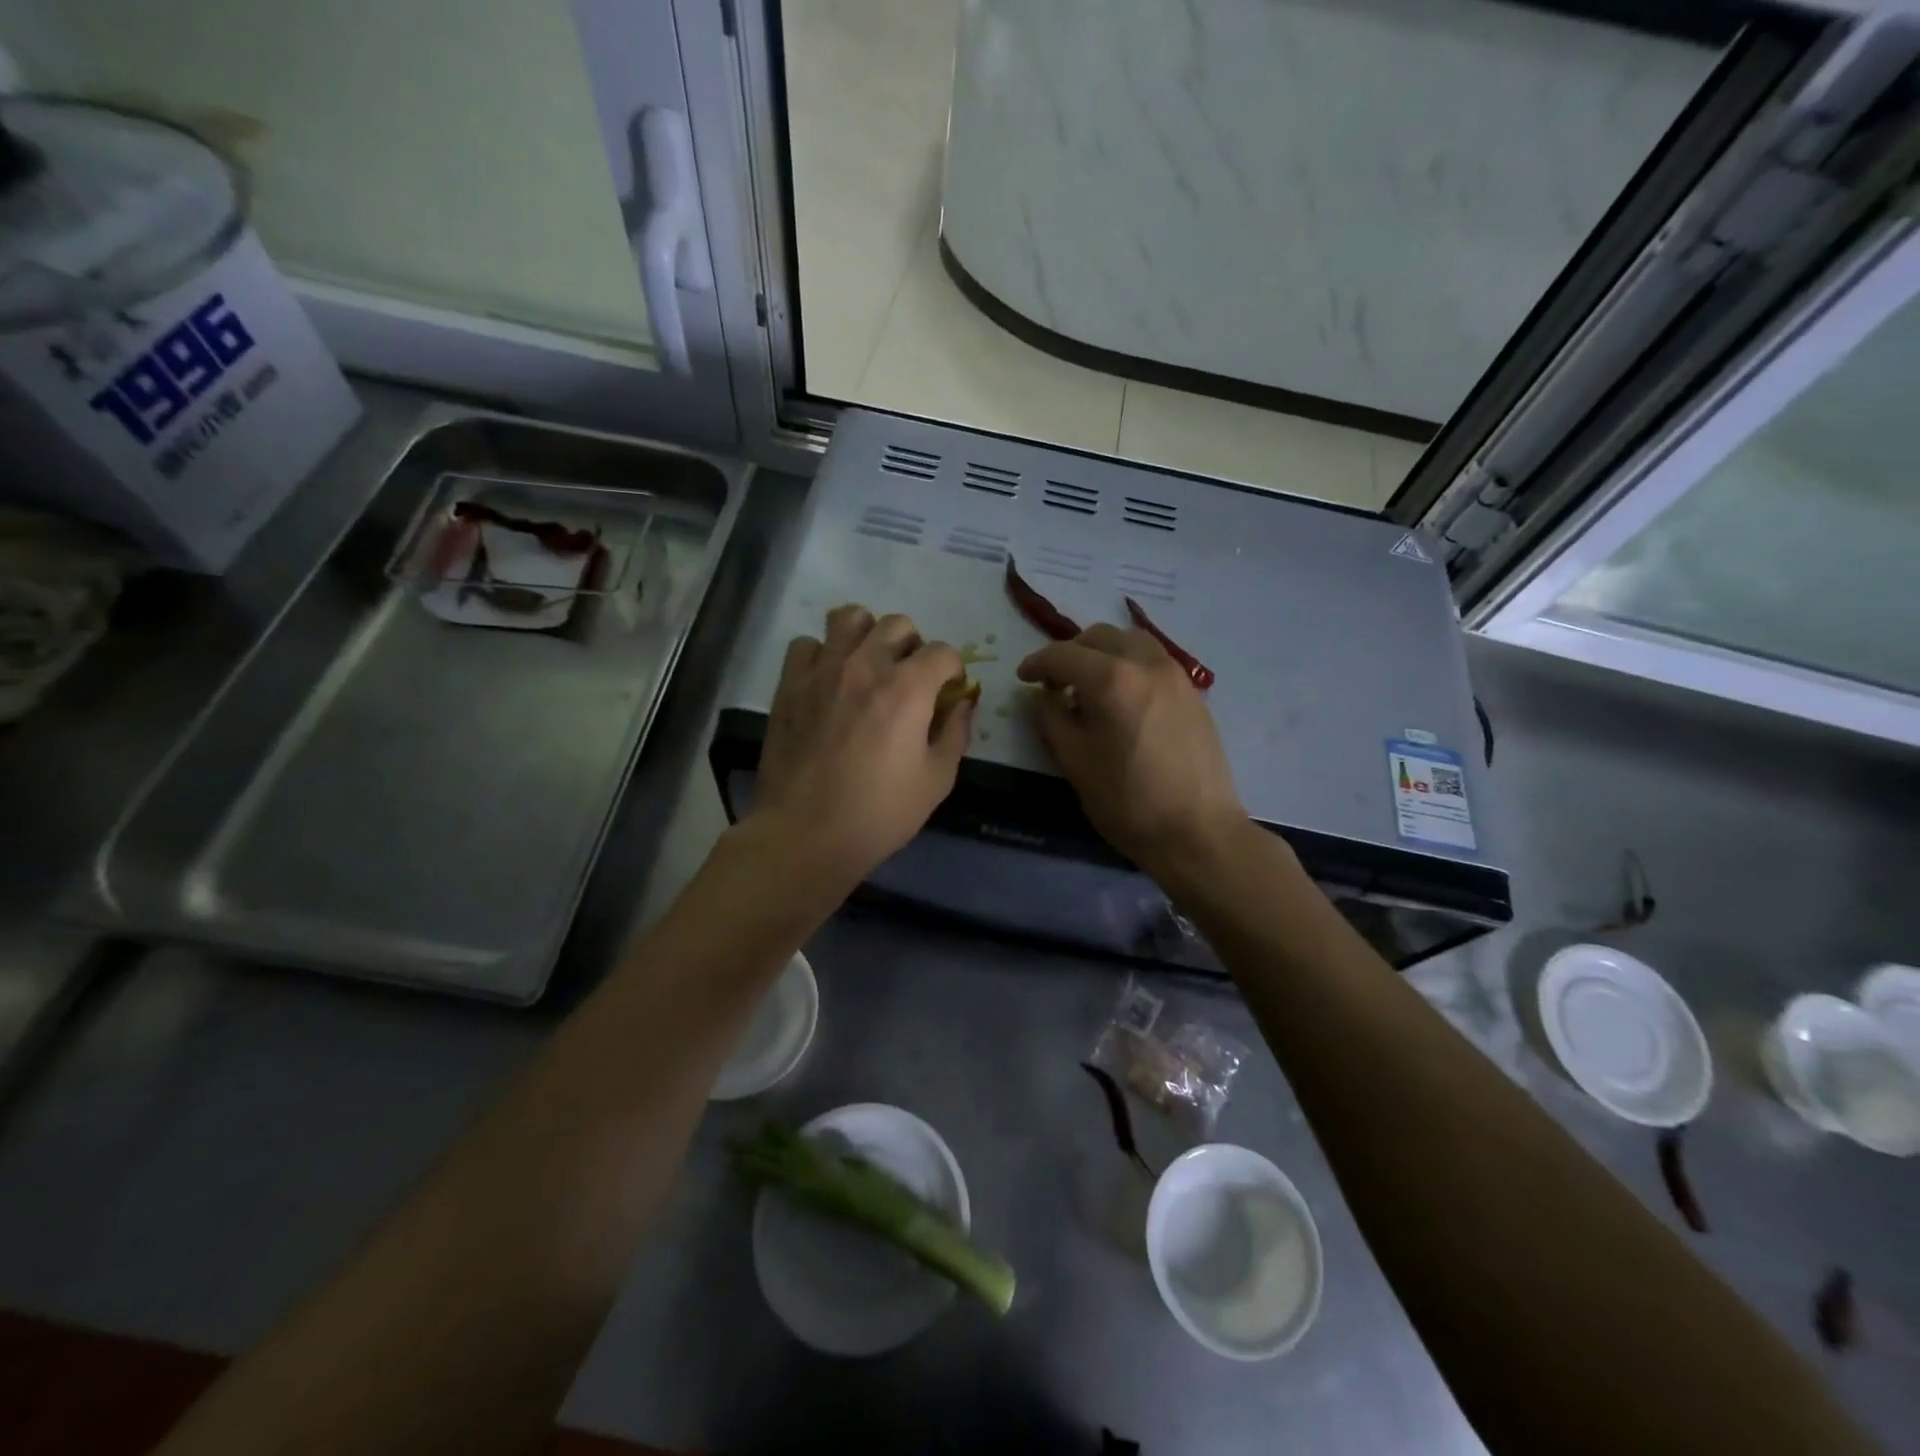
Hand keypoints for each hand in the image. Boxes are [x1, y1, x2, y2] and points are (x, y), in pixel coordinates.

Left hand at [752, 605, 973, 883]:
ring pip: (849, 618)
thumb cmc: (879, 813)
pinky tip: (827, 680)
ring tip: (868, 664)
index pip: (943, 651)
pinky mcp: (789, 684)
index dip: (953, 670)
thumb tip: (962, 705)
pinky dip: (821, 654)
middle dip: (914, 646)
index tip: (949, 693)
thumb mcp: (936, 781)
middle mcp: (866, 665)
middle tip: (909, 678)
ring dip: (867, 634)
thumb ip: (954, 734)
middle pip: (898, 624)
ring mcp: (823, 670)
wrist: (806, 833)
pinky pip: (806, 644)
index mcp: (908, 688)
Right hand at [1017, 623, 1246, 879]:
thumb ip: (1052, 719)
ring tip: (1090, 684)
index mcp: (1111, 679)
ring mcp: (1175, 675)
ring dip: (1103, 653)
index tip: (1023, 678)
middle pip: (1100, 637)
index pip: (1063, 654)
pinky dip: (1130, 664)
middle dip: (1071, 653)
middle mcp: (1146, 664)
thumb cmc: (1127, 801)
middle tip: (1055, 682)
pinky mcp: (1193, 692)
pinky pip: (1154, 660)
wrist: (1197, 832)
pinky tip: (1122, 697)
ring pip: (1131, 641)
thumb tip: (1043, 697)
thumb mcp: (1075, 762)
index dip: (1037, 663)